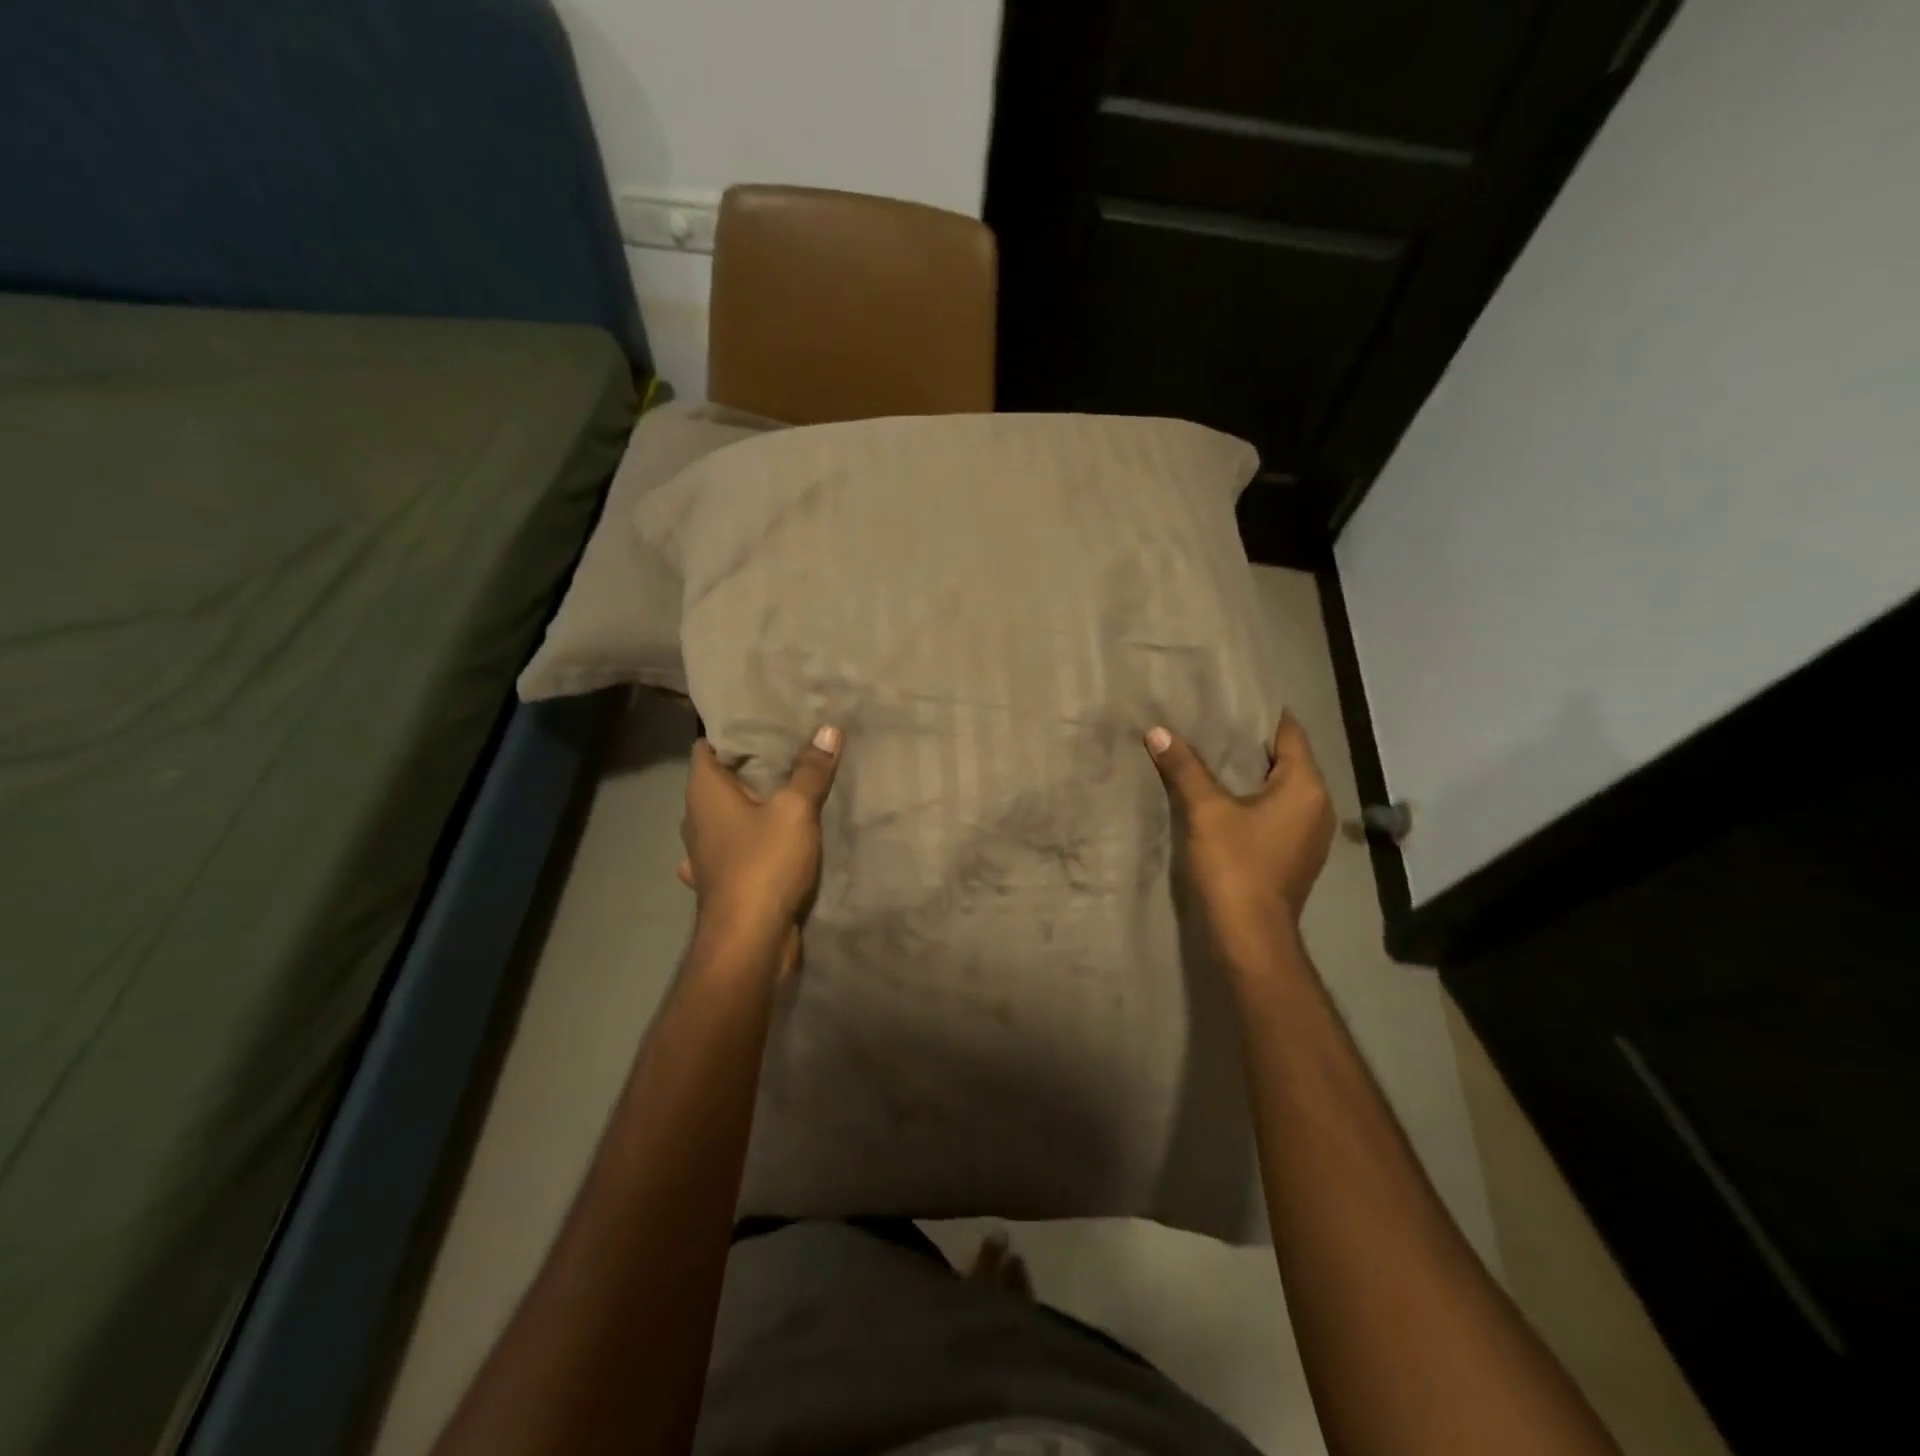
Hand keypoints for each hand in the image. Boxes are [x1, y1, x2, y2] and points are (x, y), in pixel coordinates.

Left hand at [676, 726, 841, 977]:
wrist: (750, 941)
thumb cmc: (764, 864)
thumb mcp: (797, 810)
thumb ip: (811, 770)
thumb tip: (828, 729)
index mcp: (704, 792)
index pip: (707, 746)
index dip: (732, 731)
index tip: (764, 721)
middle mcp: (696, 819)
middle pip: (719, 781)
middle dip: (749, 767)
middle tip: (788, 750)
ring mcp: (704, 854)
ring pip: (725, 817)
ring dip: (749, 807)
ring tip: (785, 793)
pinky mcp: (720, 881)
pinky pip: (733, 849)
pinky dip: (749, 841)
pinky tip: (769, 842)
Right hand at [1146, 712, 1335, 973]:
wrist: (1250, 936)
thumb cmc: (1235, 865)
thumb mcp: (1205, 811)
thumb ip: (1184, 768)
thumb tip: (1157, 731)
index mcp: (1305, 787)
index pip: (1290, 734)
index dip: (1261, 715)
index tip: (1231, 699)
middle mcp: (1317, 805)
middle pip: (1287, 760)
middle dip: (1252, 743)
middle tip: (1213, 723)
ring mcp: (1310, 834)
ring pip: (1282, 788)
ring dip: (1253, 774)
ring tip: (1214, 756)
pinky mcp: (1296, 855)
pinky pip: (1278, 812)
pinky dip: (1256, 800)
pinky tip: (1226, 799)